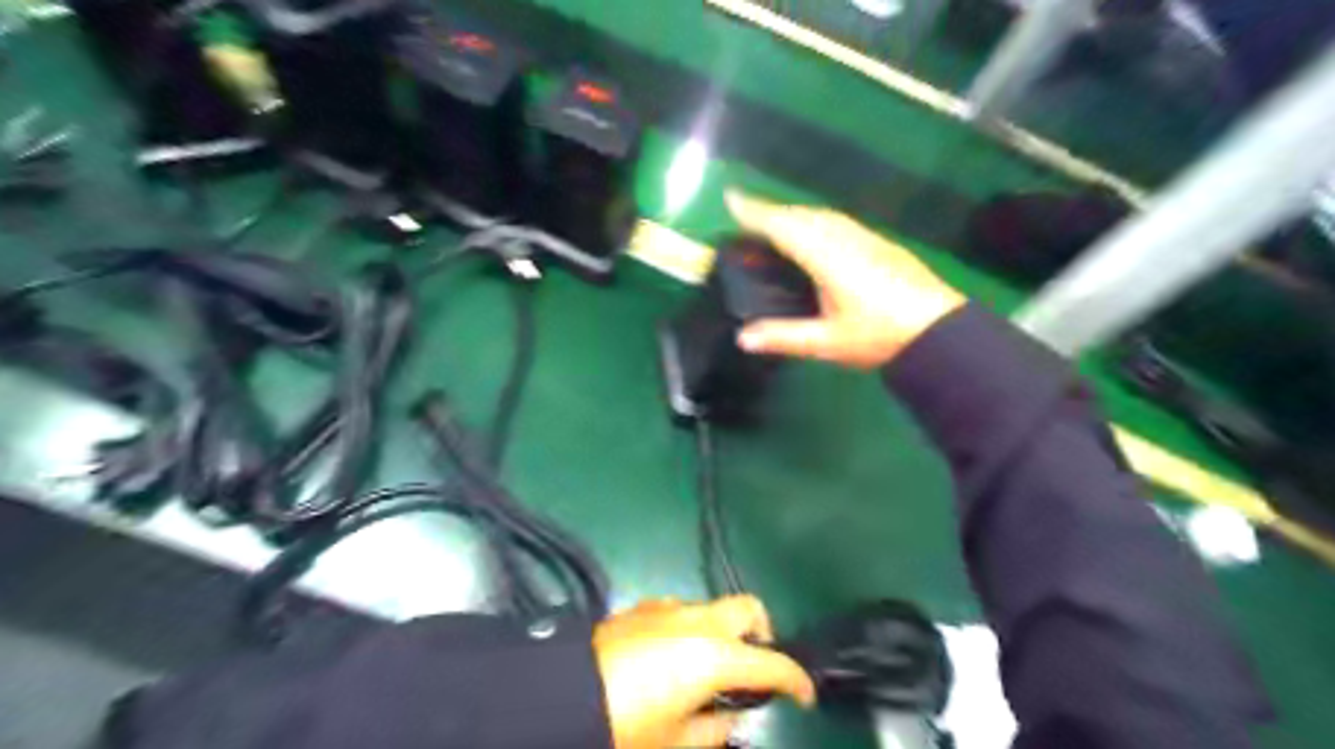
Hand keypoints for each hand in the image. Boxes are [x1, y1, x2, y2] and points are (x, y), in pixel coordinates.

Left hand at [595, 596, 812, 748]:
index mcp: (715, 655)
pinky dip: (692, 628)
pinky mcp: (644, 605)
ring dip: (724, 631)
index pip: (773, 663)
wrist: (562, 693)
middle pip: (748, 608)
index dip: (797, 681)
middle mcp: (699, 620)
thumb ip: (715, 730)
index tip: (805, 697)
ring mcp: (670, 607)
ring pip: (714, 608)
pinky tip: (671, 657)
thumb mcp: (675, 741)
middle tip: (756, 666)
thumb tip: (730, 720)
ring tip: (708, 668)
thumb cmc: (626, 724)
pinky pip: (681, 610)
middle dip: (762, 632)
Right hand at [725, 191, 965, 368]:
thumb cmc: (881, 336)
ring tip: (777, 224)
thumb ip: (784, 337)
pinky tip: (818, 237)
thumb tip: (742, 339)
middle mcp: (846, 239)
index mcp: (828, 258)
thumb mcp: (828, 342)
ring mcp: (867, 239)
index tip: (731, 199)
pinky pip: (839, 222)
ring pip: (823, 216)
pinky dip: (817, 222)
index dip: (755, 213)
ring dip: (795, 214)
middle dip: (772, 211)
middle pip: (803, 215)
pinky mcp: (882, 245)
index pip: (784, 227)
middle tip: (748, 216)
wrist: (941, 331)